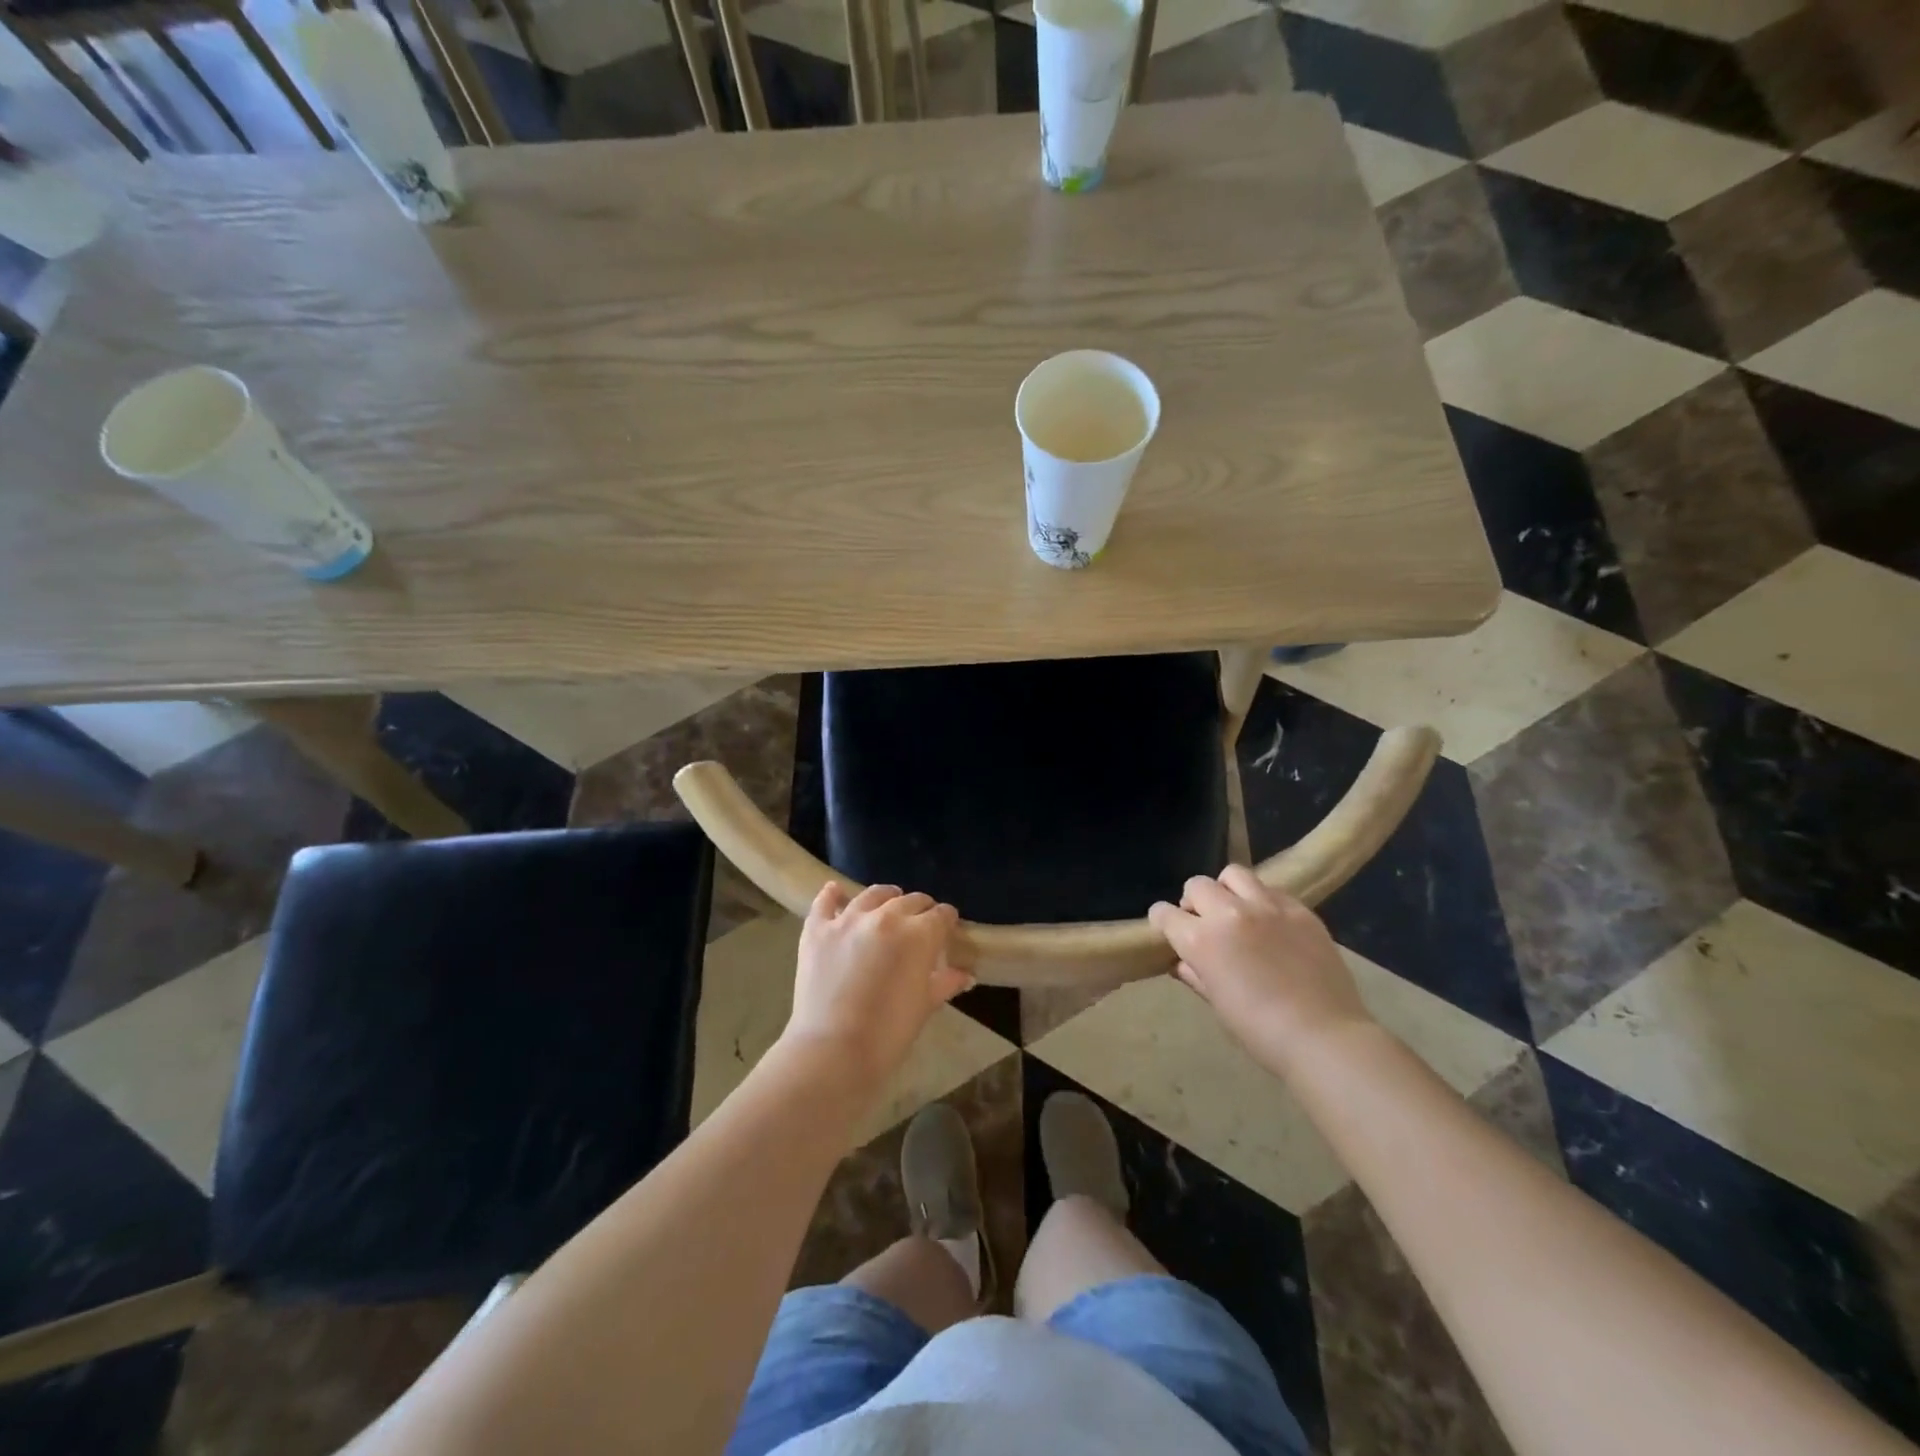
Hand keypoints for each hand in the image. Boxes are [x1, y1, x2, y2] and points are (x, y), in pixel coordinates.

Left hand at [781, 882, 973, 1093]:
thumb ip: (945, 983)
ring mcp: (848, 920)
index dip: (947, 920)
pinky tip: (836, 891)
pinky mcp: (817, 930)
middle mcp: (885, 917)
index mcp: (918, 934)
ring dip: (886, 897)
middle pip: (910, 900)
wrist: (833, 1051)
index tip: (948, 928)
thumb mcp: (924, 1006)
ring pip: (873, 895)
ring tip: (889, 903)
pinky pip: (825, 902)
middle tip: (921, 923)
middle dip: (921, 909)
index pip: (941, 915)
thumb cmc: (889, 1033)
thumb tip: (965, 975)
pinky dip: (832, 895)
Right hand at [1148, 866, 1372, 1073]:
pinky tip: (1271, 923)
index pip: (1164, 913)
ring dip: (1227, 890)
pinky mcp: (1299, 909)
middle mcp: (1229, 913)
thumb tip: (1182, 962)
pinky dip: (1262, 900)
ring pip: (1233, 874)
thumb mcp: (1217, 1004)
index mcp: (1201, 940)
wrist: (1324, 1037)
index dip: (1163, 922)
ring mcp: (1267, 906)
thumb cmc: (1260, 1031)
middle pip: (1197, 885)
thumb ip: (1195, 974)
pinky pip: (1271, 889)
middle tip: (1205, 924)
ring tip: (1237, 911)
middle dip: (1193, 902)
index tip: (1169, 932)